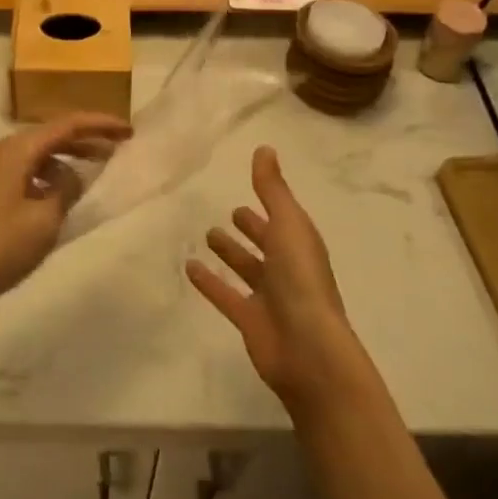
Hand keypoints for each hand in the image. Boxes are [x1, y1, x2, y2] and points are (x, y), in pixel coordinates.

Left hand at [0, 112, 132, 329]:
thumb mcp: (43, 221)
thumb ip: (65, 192)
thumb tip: (73, 178)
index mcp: (17, 149)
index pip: (67, 125)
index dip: (100, 125)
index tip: (129, 131)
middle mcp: (2, 152)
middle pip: (51, 136)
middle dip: (85, 141)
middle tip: (117, 151)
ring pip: (37, 156)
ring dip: (66, 162)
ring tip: (92, 177)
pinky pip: (25, 173)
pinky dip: (47, 179)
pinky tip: (58, 200)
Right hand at [186, 146, 356, 407]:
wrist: (309, 351)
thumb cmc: (302, 281)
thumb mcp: (288, 225)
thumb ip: (273, 188)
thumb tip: (264, 147)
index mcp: (300, 245)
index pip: (284, 218)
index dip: (269, 203)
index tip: (250, 186)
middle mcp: (287, 269)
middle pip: (268, 244)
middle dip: (252, 228)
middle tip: (231, 213)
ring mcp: (269, 297)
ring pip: (247, 269)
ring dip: (231, 253)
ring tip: (207, 234)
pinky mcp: (249, 320)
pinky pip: (225, 295)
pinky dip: (209, 282)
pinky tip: (189, 267)